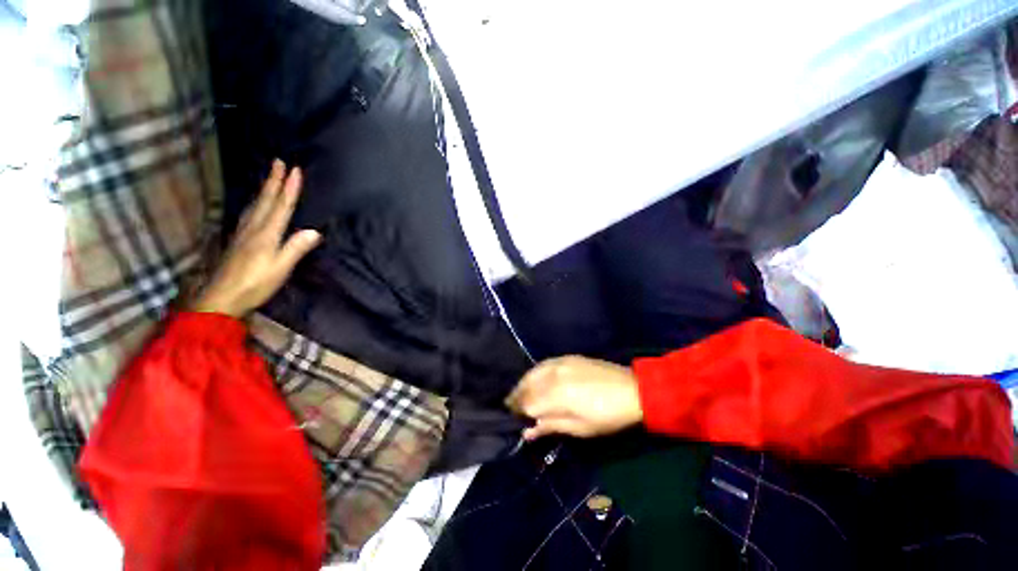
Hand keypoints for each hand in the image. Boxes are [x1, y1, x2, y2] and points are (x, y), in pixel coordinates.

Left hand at [192, 160, 320, 316]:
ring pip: (255, 204)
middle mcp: (253, 228)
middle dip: (273, 180)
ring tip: (269, 177)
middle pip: (265, 200)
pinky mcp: (238, 240)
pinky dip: (254, 202)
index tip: (296, 170)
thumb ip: (296, 248)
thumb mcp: (280, 267)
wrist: (221, 297)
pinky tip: (254, 204)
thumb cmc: (255, 284)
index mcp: (266, 234)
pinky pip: (248, 213)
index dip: (289, 188)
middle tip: (278, 162)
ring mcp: (243, 233)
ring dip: (264, 189)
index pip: (281, 206)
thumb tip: (315, 231)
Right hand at [506, 356, 643, 440]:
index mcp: (558, 395)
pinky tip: (533, 380)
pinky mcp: (566, 357)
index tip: (512, 421)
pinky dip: (533, 374)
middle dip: (516, 398)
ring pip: (532, 373)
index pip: (528, 404)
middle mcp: (554, 375)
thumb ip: (551, 425)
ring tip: (519, 396)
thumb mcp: (581, 428)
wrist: (632, 390)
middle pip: (526, 386)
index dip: (518, 413)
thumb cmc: (608, 416)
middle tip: (512, 409)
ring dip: (522, 385)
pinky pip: (542, 364)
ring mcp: (560, 363)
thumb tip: (527, 431)